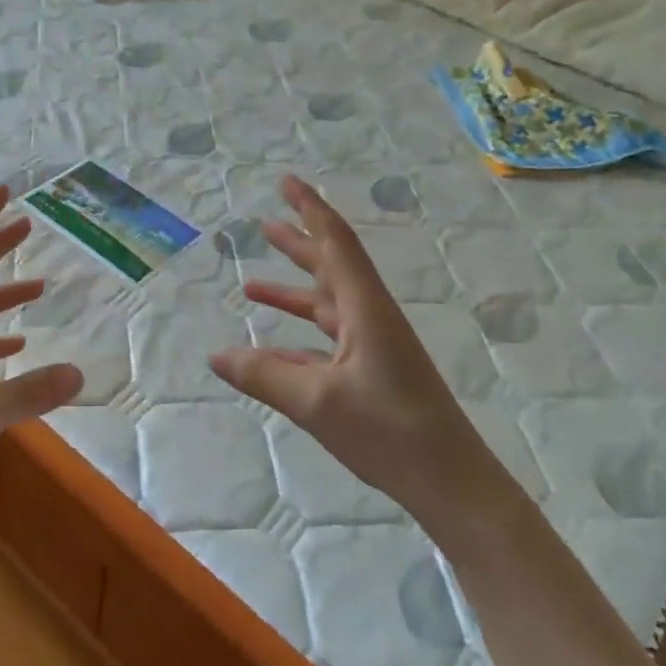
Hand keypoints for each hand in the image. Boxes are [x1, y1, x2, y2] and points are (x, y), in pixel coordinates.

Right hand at [209, 175, 488, 513]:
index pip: (335, 244)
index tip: (286, 182)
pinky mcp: (371, 373)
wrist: (451, 482)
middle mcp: (370, 318)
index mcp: (365, 309)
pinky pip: (326, 342)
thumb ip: (264, 375)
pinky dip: (297, 338)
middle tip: (265, 222)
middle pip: (330, 267)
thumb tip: (215, 356)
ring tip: (252, 284)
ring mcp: (373, 347)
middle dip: (298, 243)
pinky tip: (270, 348)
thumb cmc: (389, 432)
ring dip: (293, 291)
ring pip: (326, 305)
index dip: (310, 209)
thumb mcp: (317, 402)